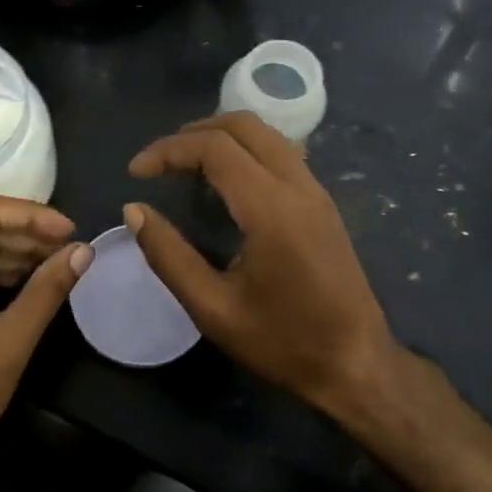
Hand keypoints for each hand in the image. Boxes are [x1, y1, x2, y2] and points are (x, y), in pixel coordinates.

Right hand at [126, 113, 401, 416]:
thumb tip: (134, 211)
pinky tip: (224, 182)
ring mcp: (317, 193)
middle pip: (244, 125)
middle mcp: (299, 187)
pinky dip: (245, 151)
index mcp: (272, 210)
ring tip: (184, 165)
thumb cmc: (283, 343)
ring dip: (221, 137)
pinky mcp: (323, 205)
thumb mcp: (213, 309)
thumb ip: (169, 256)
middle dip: (193, 132)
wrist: (357, 366)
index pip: (214, 148)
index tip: (135, 172)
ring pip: (266, 135)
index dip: (168, 151)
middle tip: (159, 162)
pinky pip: (281, 154)